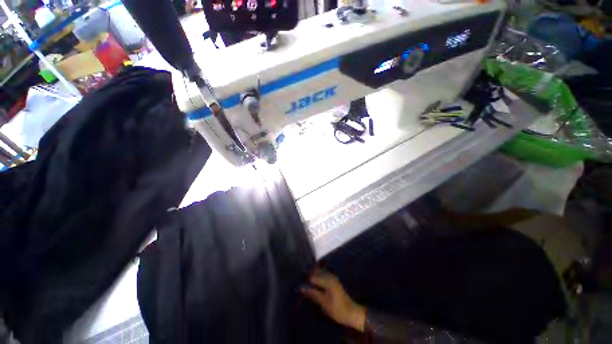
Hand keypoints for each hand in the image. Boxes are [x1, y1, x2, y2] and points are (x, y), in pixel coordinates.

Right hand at [301, 268, 366, 331]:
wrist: (351, 312)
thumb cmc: (337, 309)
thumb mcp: (323, 303)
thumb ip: (312, 293)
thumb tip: (301, 288)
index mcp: (328, 280)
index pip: (313, 276)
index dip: (305, 279)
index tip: (299, 284)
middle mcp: (330, 275)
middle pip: (316, 272)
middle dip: (308, 276)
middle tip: (301, 284)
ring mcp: (332, 277)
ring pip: (319, 273)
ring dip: (313, 277)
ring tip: (306, 284)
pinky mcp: (333, 280)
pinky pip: (323, 275)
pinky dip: (318, 278)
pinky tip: (314, 285)